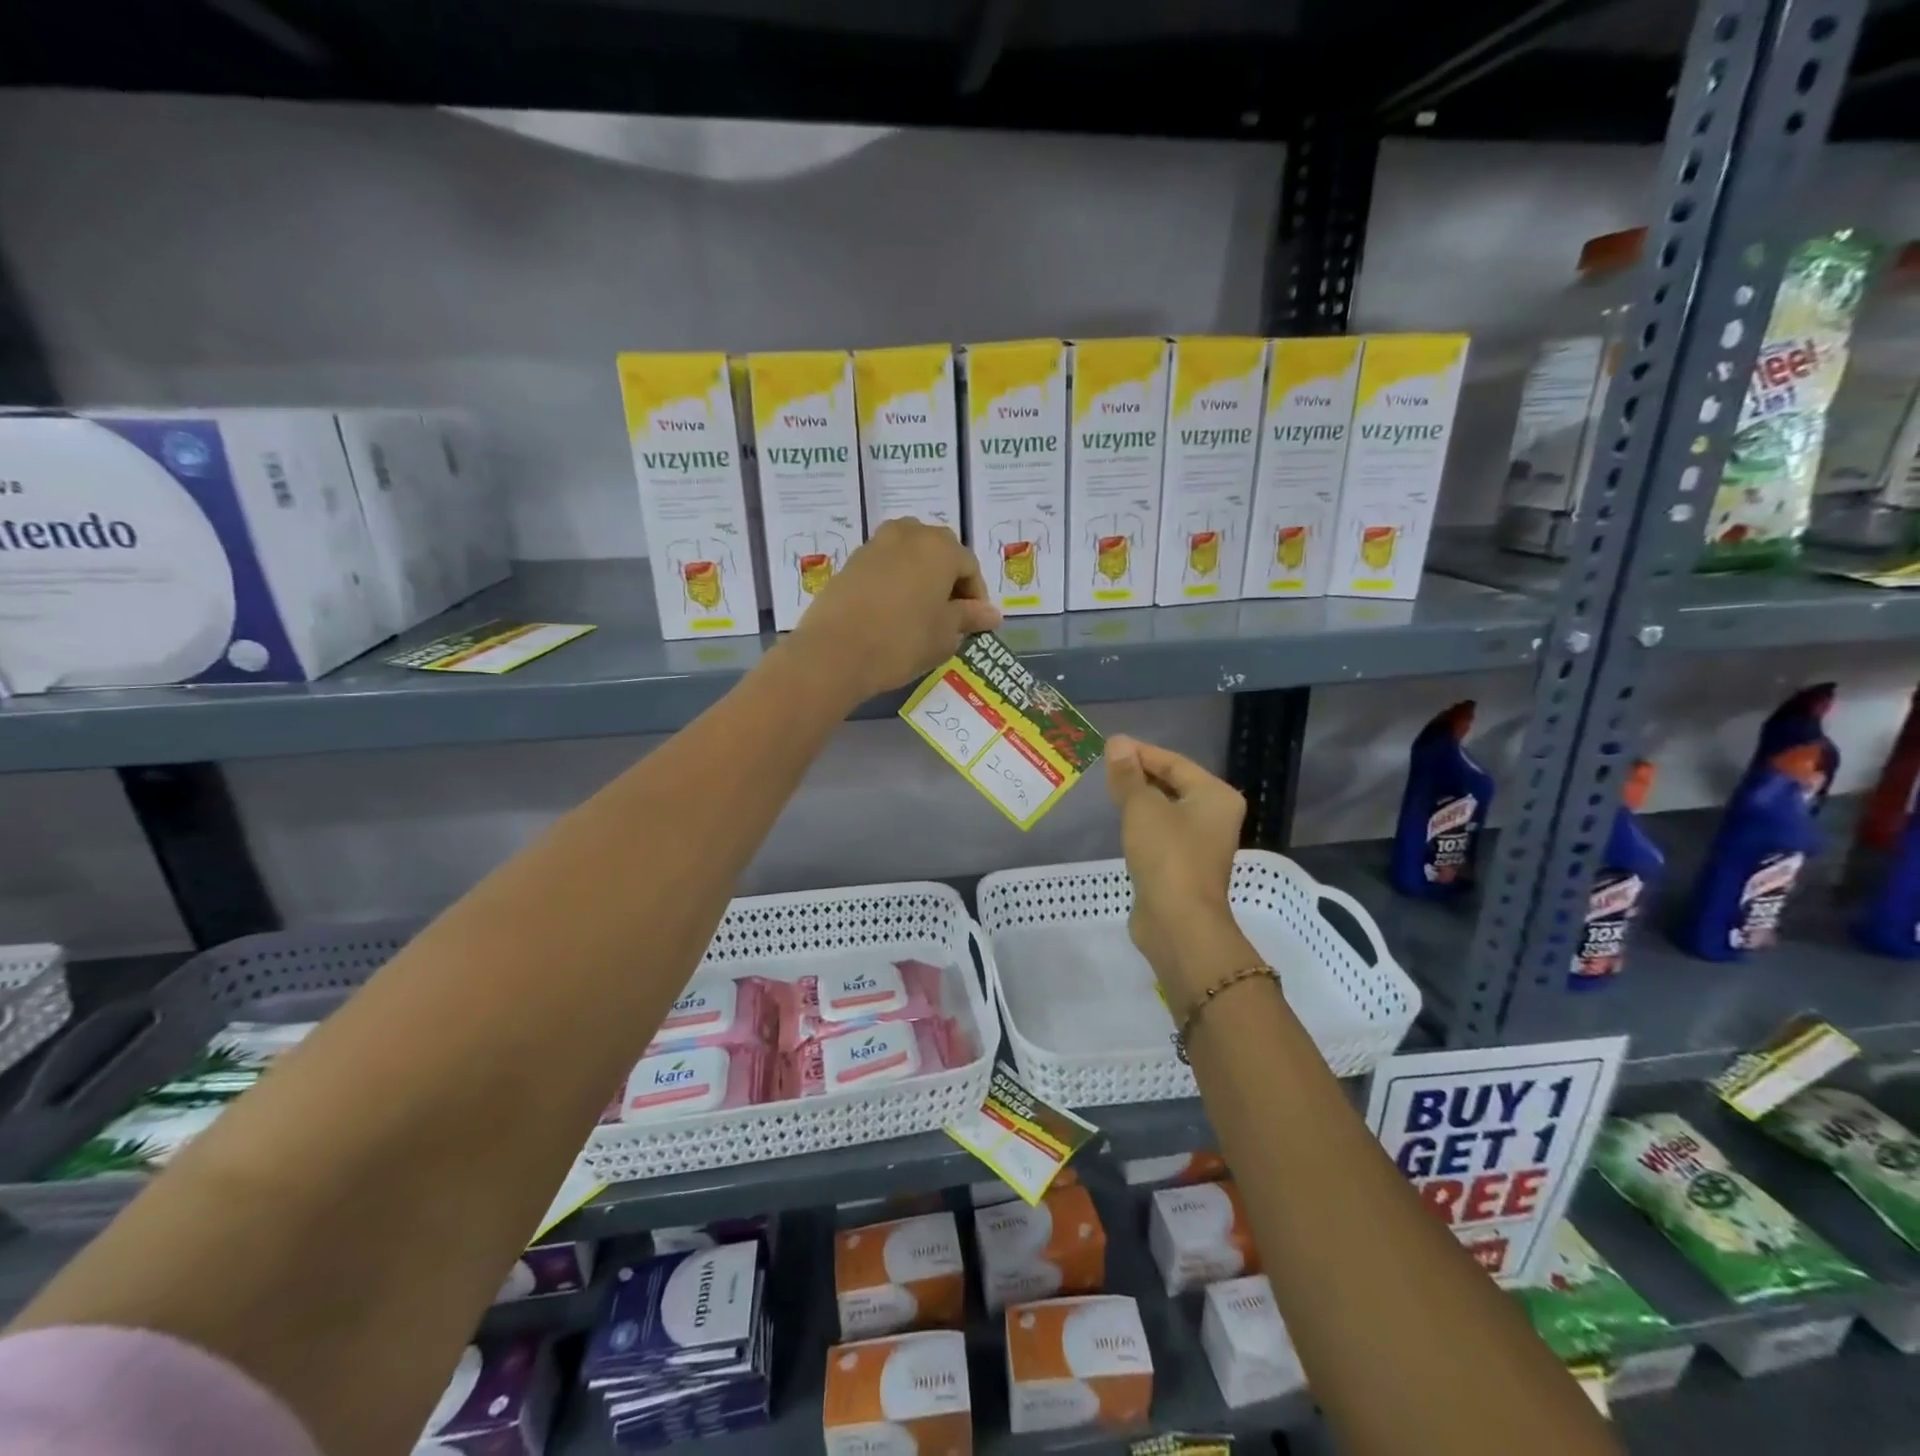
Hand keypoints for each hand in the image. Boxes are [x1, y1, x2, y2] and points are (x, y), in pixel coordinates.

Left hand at [787, 519, 1001, 701]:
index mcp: (940, 548)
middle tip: (949, 615)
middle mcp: (909, 534)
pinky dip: (896, 581)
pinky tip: (893, 611)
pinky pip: (885, 564)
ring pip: (910, 554)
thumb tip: (992, 614)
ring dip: (921, 576)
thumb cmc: (901, 642)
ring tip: (921, 611)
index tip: (974, 624)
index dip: (976, 597)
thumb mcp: (944, 635)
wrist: (834, 652)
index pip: (969, 567)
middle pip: (940, 552)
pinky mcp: (851, 561)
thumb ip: (969, 618)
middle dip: (949, 580)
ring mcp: (876, 544)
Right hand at [1105, 735, 1256, 1015]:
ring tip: (1108, 790)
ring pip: (1166, 809)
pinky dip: (1142, 823)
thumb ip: (1128, 775)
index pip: (1174, 762)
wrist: (1178, 923)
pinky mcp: (1184, 865)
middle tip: (1105, 767)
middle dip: (1139, 774)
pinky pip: (1161, 833)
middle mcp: (1215, 816)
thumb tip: (1117, 743)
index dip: (1140, 752)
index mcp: (1215, 795)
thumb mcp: (1142, 807)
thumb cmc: (1166, 856)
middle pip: (1173, 784)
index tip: (1109, 747)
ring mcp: (1201, 843)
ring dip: (1140, 799)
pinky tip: (1121, 822)